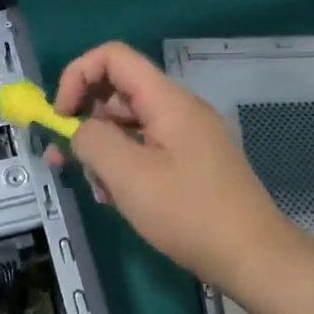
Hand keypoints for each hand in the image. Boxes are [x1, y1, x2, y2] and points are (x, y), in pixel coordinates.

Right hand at [48, 41, 306, 292]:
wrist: (254, 256)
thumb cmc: (188, 212)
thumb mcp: (128, 176)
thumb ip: (93, 141)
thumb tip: (77, 128)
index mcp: (167, 100)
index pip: (113, 57)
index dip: (78, 76)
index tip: (59, 117)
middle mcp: (179, 108)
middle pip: (119, 92)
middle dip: (85, 120)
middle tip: (62, 159)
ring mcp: (188, 136)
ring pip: (130, 125)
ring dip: (104, 149)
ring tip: (98, 191)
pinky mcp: (193, 162)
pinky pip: (148, 148)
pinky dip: (125, 165)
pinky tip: (118, 199)